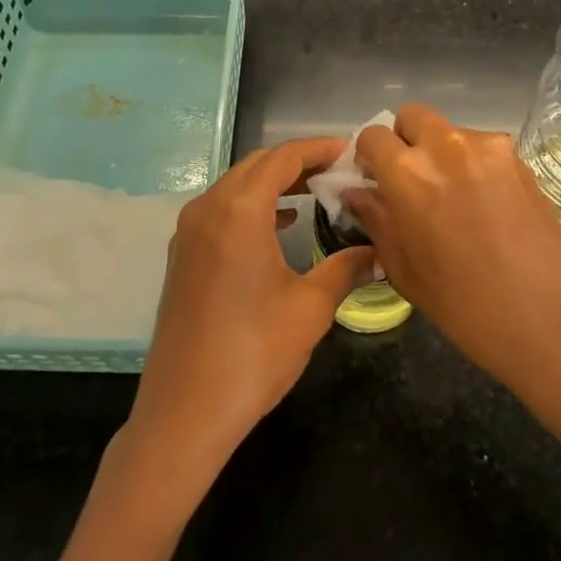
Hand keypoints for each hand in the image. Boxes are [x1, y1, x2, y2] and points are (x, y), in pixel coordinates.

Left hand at [128, 138, 374, 485]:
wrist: (185, 411)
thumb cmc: (254, 353)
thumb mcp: (310, 309)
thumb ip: (346, 269)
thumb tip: (378, 252)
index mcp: (238, 211)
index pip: (282, 159)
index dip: (317, 149)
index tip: (349, 149)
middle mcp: (207, 209)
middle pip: (255, 166)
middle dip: (296, 162)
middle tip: (337, 170)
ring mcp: (188, 232)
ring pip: (235, 186)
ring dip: (272, 183)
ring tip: (314, 192)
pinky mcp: (182, 256)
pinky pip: (220, 210)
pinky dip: (251, 205)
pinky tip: (279, 224)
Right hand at [346, 105, 560, 467]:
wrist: (549, 319)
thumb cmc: (463, 305)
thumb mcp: (404, 268)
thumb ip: (376, 219)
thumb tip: (357, 192)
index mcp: (409, 172)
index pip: (373, 136)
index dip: (368, 157)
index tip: (373, 180)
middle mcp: (447, 146)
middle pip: (412, 117)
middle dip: (404, 141)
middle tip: (410, 181)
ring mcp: (490, 148)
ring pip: (450, 131)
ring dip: (441, 153)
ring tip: (454, 199)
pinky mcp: (521, 160)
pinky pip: (483, 148)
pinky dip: (473, 165)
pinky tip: (485, 206)